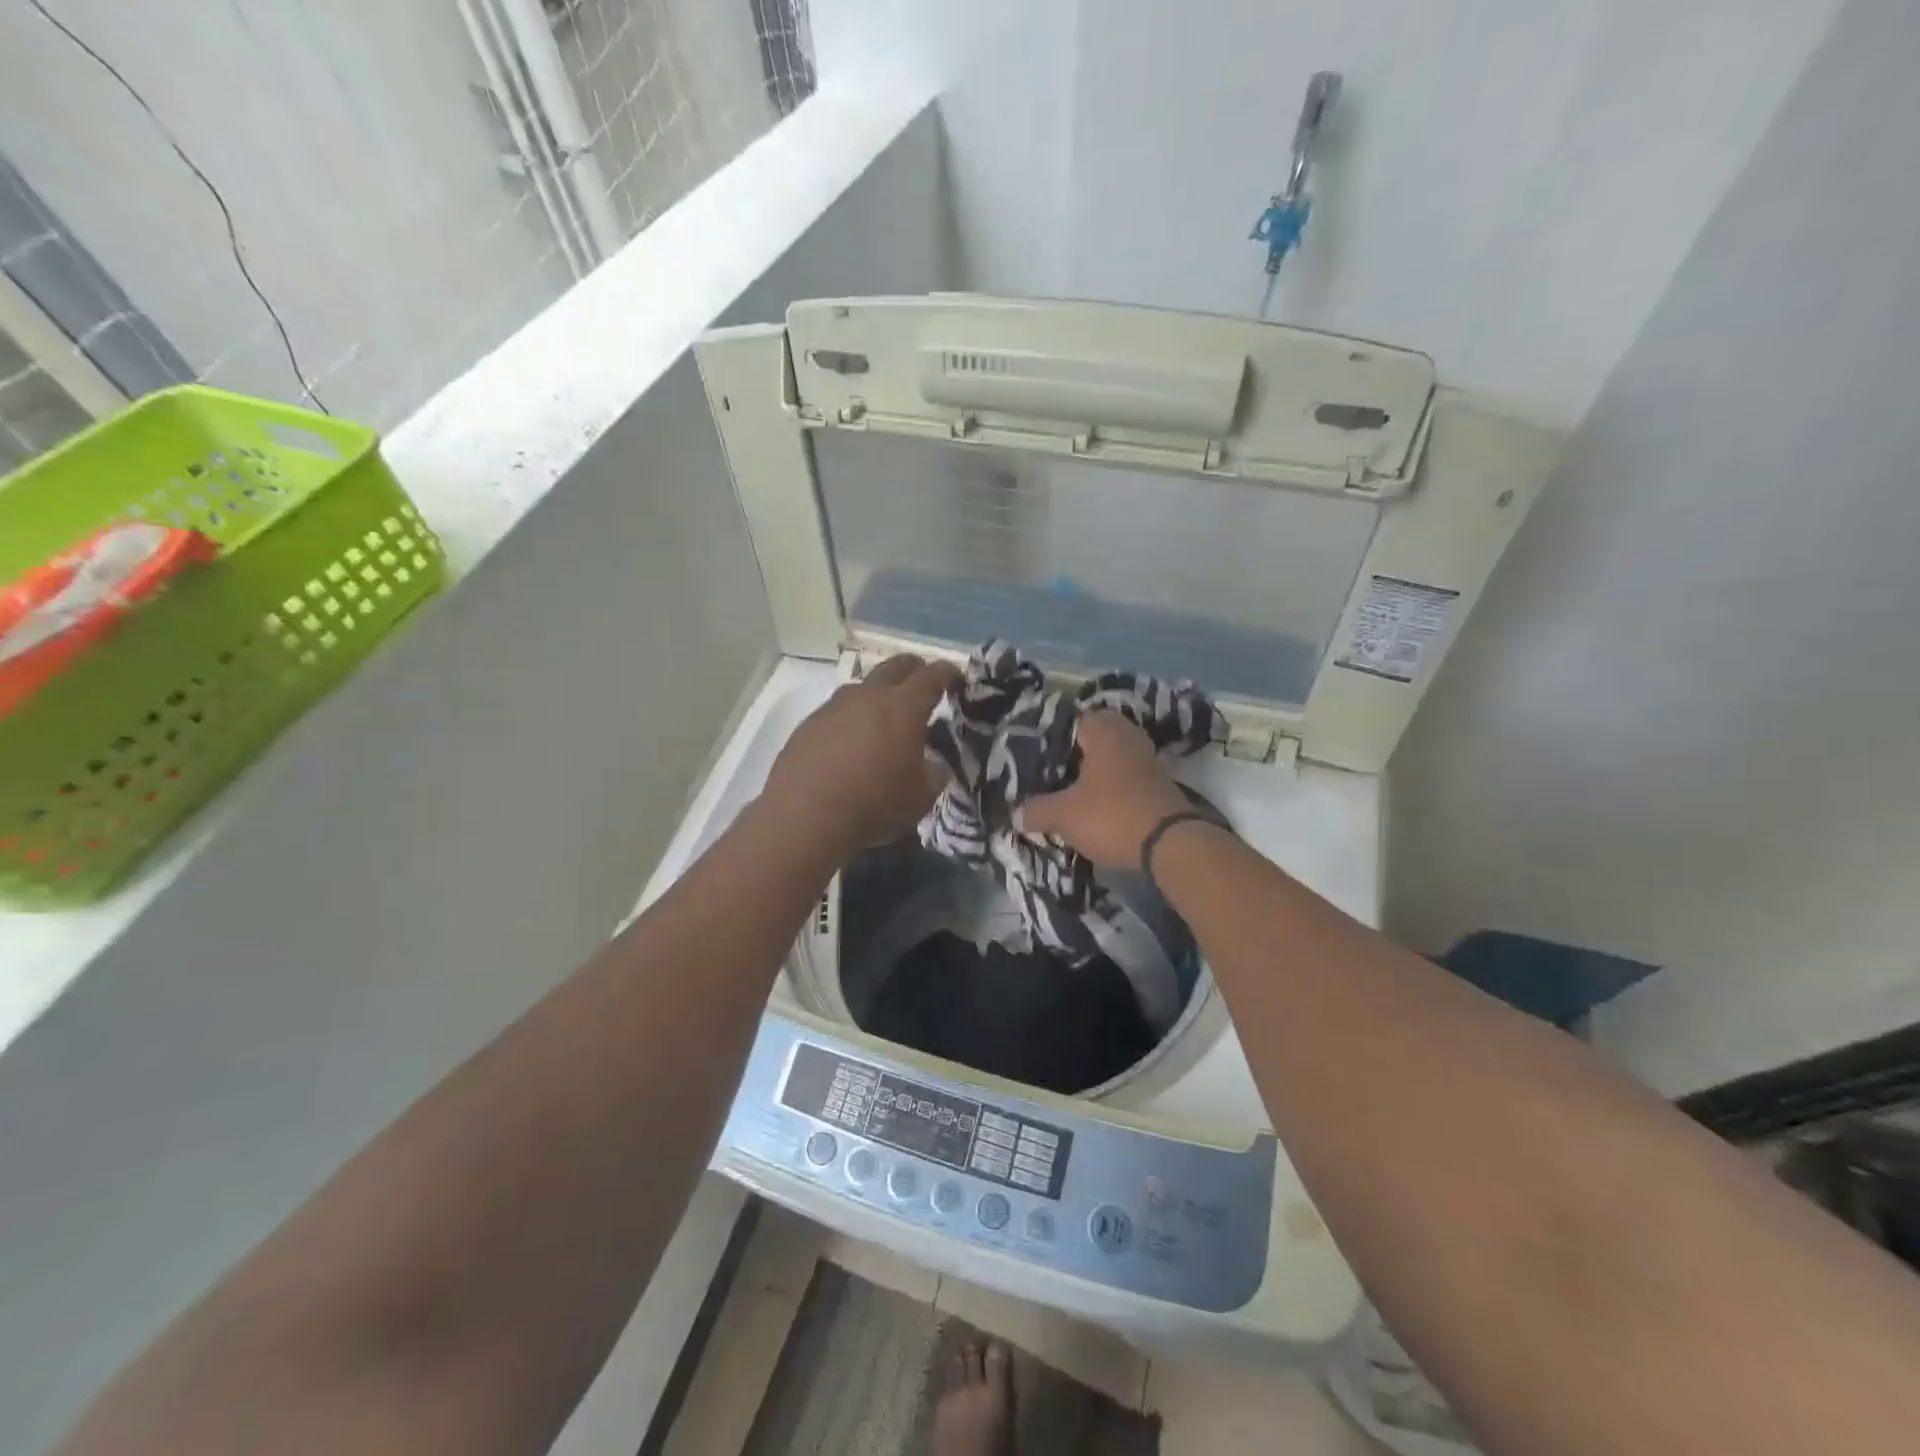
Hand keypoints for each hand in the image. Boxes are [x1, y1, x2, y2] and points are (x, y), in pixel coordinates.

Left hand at [762, 655, 959, 856]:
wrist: (805, 815)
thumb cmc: (875, 803)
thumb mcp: (921, 795)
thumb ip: (934, 772)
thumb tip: (933, 763)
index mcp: (904, 706)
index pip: (933, 675)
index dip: (948, 672)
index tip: (956, 677)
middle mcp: (869, 695)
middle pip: (896, 665)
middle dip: (914, 669)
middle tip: (923, 683)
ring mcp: (834, 705)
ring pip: (863, 685)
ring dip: (878, 693)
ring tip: (884, 716)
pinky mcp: (809, 723)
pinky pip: (838, 710)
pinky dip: (852, 717)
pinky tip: (850, 741)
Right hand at [1020, 711, 1191, 869]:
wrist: (1172, 845)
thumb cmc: (1112, 816)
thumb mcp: (1064, 815)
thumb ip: (1037, 810)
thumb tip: (1015, 814)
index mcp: (1104, 730)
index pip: (1070, 719)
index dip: (1049, 736)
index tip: (1032, 754)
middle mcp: (1128, 735)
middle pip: (1092, 738)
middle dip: (1072, 754)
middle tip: (1049, 773)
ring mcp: (1147, 758)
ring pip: (1110, 757)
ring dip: (1093, 771)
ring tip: (1067, 789)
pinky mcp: (1158, 782)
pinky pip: (1125, 775)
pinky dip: (1110, 785)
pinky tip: (1093, 803)